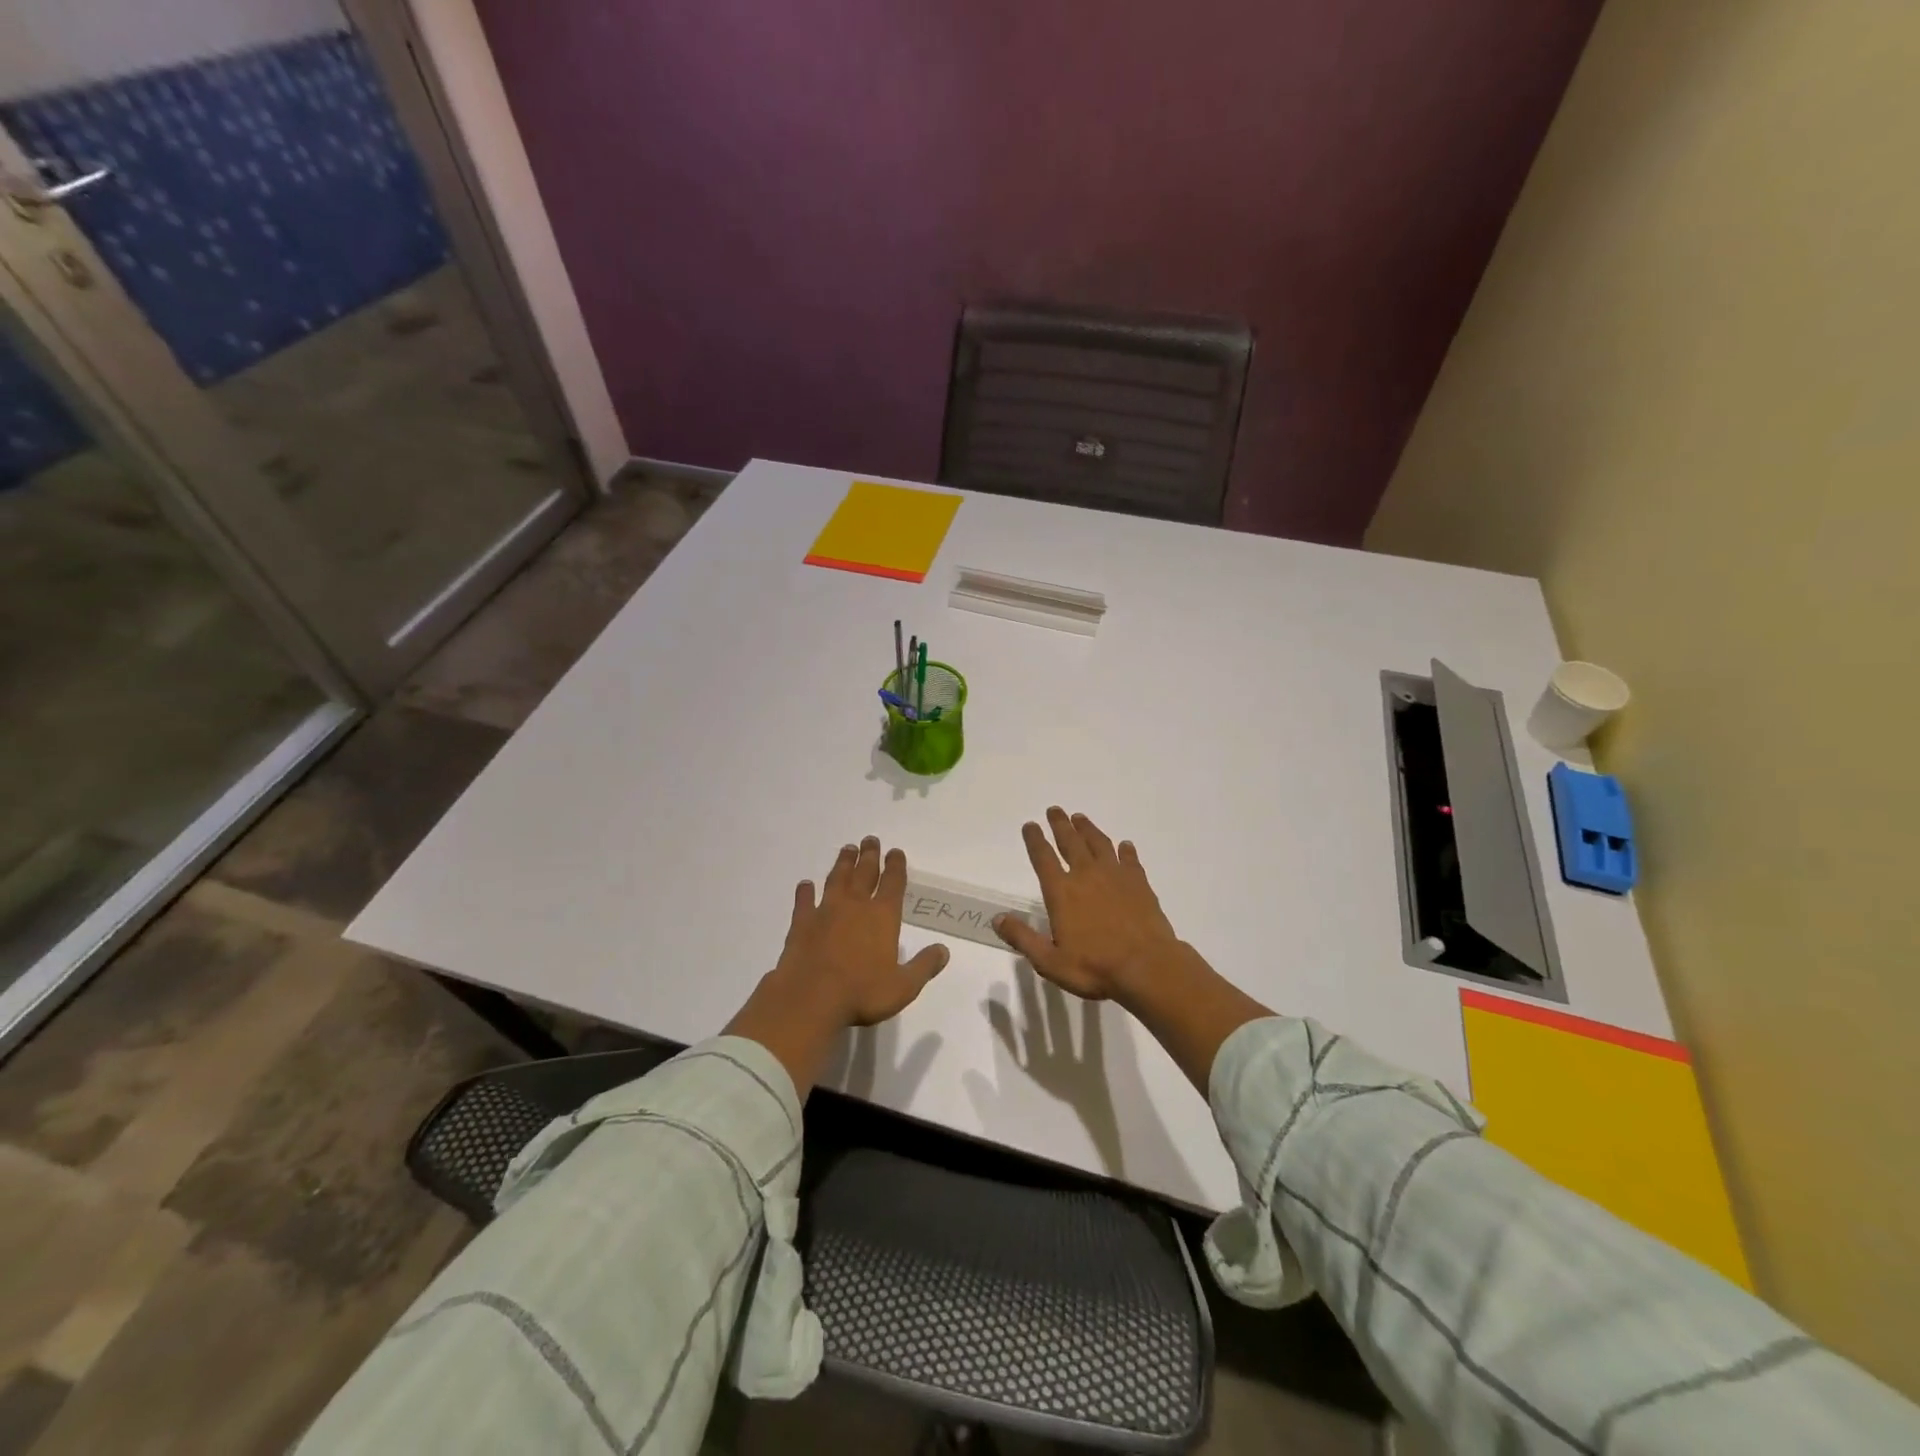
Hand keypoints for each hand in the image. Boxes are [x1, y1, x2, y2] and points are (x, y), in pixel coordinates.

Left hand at [774, 837, 948, 1025]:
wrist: (810, 998)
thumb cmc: (862, 993)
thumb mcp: (903, 987)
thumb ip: (924, 966)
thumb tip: (944, 950)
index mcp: (883, 917)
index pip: (893, 884)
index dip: (896, 866)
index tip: (895, 851)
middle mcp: (855, 906)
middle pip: (865, 873)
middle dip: (870, 856)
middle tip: (870, 839)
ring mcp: (826, 912)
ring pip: (837, 880)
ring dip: (843, 864)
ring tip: (847, 849)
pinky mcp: (801, 924)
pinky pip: (804, 902)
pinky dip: (805, 892)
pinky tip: (805, 884)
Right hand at [993, 807, 1182, 1002]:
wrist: (1147, 967)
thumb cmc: (1095, 967)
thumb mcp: (1050, 961)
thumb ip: (1023, 938)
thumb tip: (997, 918)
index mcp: (1062, 892)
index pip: (1043, 858)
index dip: (1035, 840)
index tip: (1030, 825)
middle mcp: (1086, 876)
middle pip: (1071, 842)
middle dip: (1060, 825)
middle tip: (1055, 810)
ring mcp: (1116, 876)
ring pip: (1099, 844)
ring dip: (1088, 829)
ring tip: (1080, 818)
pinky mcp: (1139, 883)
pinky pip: (1129, 860)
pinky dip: (1125, 850)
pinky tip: (1125, 845)